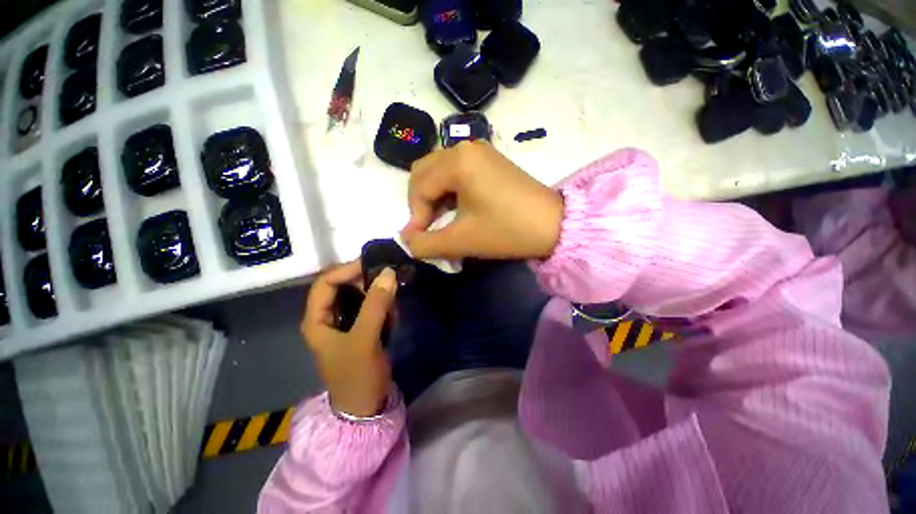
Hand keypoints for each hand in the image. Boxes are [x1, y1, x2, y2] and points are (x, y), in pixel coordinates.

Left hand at [301, 262, 397, 417]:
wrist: (366, 407)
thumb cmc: (358, 375)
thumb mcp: (365, 339)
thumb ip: (376, 305)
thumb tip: (388, 272)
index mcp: (317, 319)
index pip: (327, 282)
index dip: (348, 270)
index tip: (375, 265)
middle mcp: (328, 317)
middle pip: (344, 286)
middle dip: (367, 283)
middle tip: (390, 283)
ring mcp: (344, 322)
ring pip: (360, 295)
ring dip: (378, 296)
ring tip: (393, 306)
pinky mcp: (360, 328)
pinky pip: (371, 306)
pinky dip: (383, 306)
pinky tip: (392, 317)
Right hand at [401, 141, 563, 260]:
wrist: (554, 225)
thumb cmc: (507, 230)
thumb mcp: (461, 240)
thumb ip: (425, 244)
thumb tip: (405, 240)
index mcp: (457, 161)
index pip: (418, 187)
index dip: (415, 215)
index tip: (421, 239)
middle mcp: (464, 147)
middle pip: (424, 173)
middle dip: (421, 203)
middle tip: (430, 228)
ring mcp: (479, 151)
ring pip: (439, 172)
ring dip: (434, 197)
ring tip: (444, 221)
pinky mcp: (489, 160)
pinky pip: (456, 171)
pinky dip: (449, 191)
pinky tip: (458, 209)